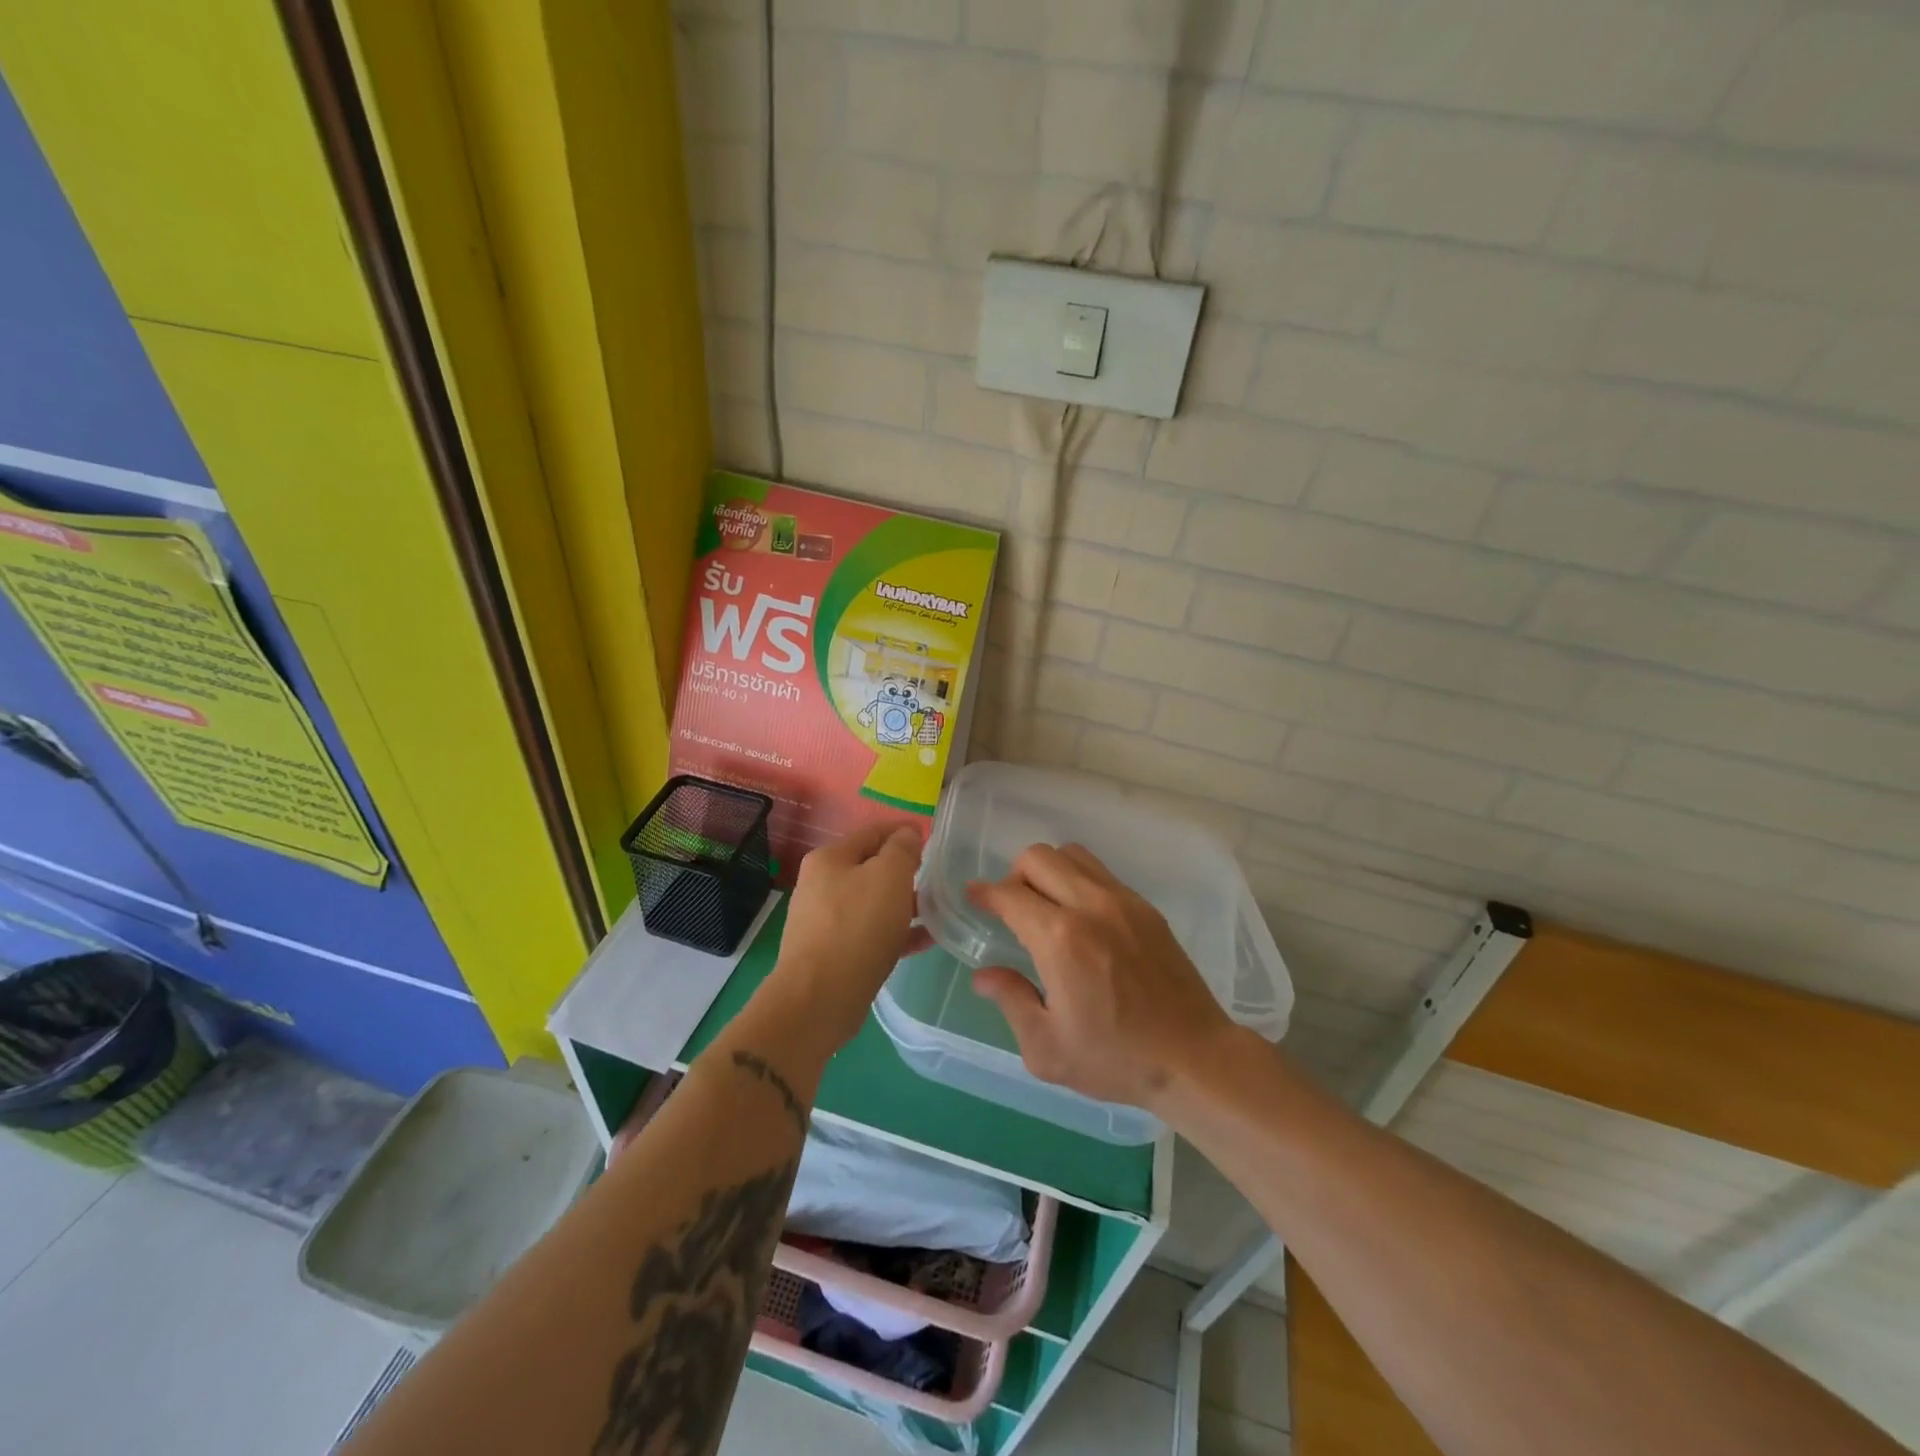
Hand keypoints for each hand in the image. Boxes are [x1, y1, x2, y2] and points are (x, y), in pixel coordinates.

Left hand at [768, 821, 931, 1054]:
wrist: (819, 999)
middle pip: (871, 867)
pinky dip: (896, 932)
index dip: (903, 830)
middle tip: (937, 876)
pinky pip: (871, 933)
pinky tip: (925, 940)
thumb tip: (906, 834)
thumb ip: (902, 850)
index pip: (872, 832)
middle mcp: (821, 885)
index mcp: (830, 859)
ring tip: (938, 910)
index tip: (931, 836)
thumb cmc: (857, 927)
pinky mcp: (833, 953)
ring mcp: (825, 921)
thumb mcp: (889, 877)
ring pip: (873, 902)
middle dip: (904, 870)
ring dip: (904, 903)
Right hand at [969, 844, 1235, 1110]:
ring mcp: (1123, 901)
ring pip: (1073, 855)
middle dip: (1014, 875)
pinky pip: (1101, 874)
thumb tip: (984, 975)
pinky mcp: (1146, 908)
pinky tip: (1082, 919)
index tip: (973, 898)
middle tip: (1012, 908)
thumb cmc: (1116, 1059)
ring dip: (1049, 871)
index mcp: (1060, 938)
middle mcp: (1090, 906)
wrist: (1195, 1058)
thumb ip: (1011, 1001)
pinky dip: (1079, 880)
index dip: (984, 893)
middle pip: (1039, 857)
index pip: (1009, 894)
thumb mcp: (1047, 1048)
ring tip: (1047, 907)